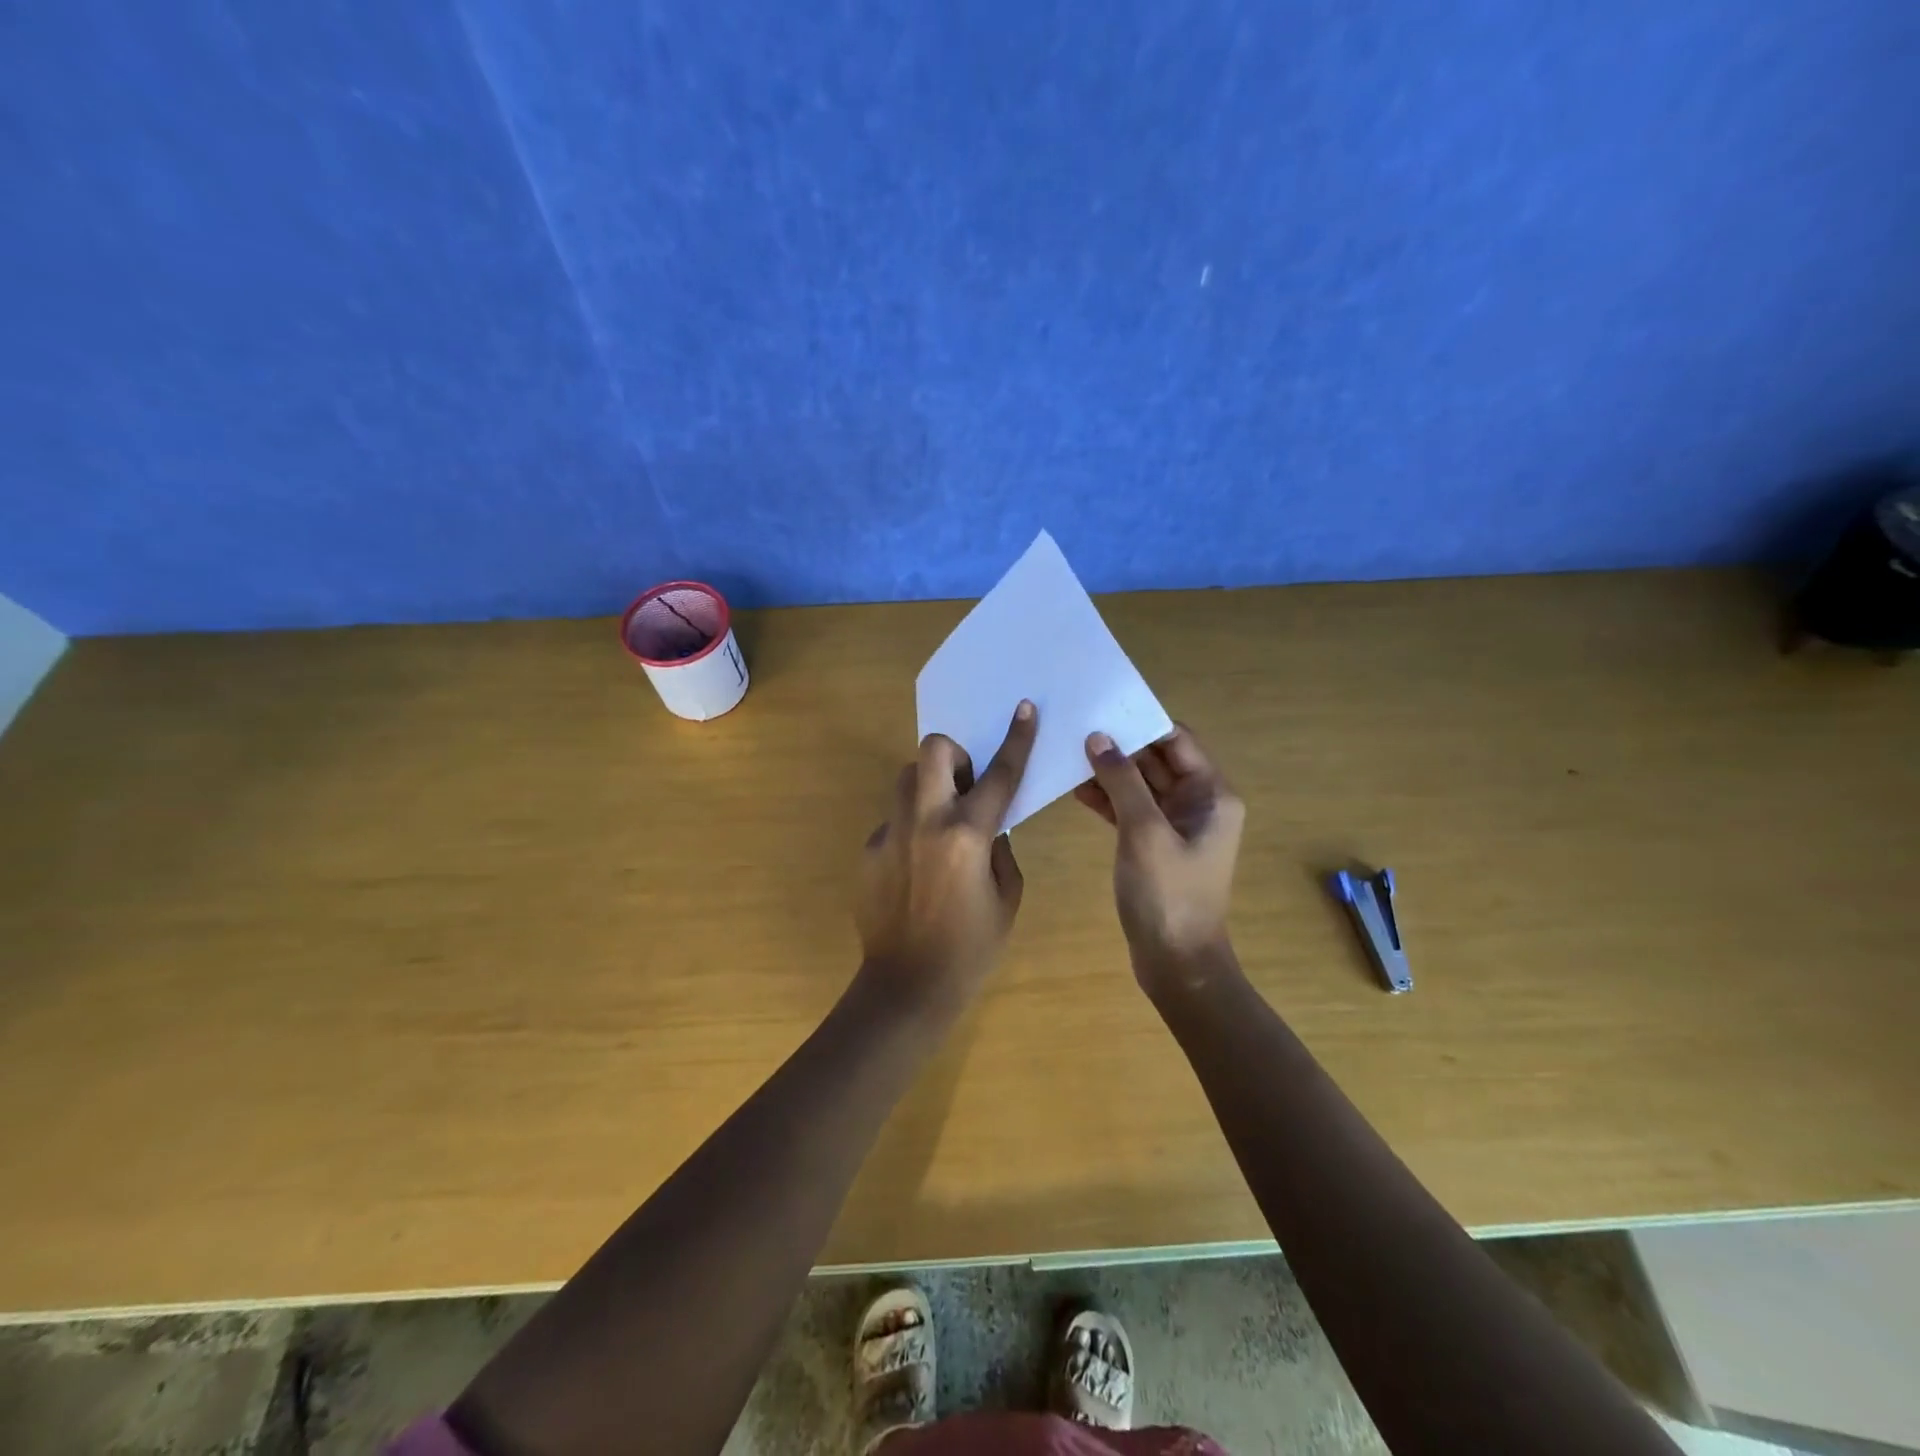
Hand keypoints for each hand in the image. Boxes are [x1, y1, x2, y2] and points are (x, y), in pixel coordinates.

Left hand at [856, 702, 1037, 1010]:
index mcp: (967, 835)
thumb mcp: (1007, 896)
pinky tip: (917, 869)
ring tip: (942, 826)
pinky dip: (911, 830)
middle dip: (955, 754)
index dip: (1016, 738)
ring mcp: (890, 833)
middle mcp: (925, 822)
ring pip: (907, 779)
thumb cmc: (971, 947)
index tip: (1022, 709)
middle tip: (966, 787)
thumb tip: (988, 825)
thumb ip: (1000, 848)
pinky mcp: (869, 849)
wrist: (907, 985)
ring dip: (930, 787)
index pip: (998, 775)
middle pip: (933, 750)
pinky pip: (894, 820)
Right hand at [1074, 725, 1245, 994]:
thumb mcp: (1144, 832)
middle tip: (1075, 728)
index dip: (1141, 723)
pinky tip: (1076, 790)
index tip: (1102, 709)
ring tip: (1068, 756)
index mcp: (1211, 794)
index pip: (1177, 740)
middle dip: (1120, 746)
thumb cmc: (1168, 895)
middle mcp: (1198, 803)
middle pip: (1157, 760)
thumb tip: (1098, 737)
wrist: (1177, 963)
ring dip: (1110, 773)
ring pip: (1140, 785)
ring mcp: (1176, 825)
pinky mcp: (1155, 845)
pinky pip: (1131, 810)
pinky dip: (1108, 800)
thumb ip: (1122, 781)